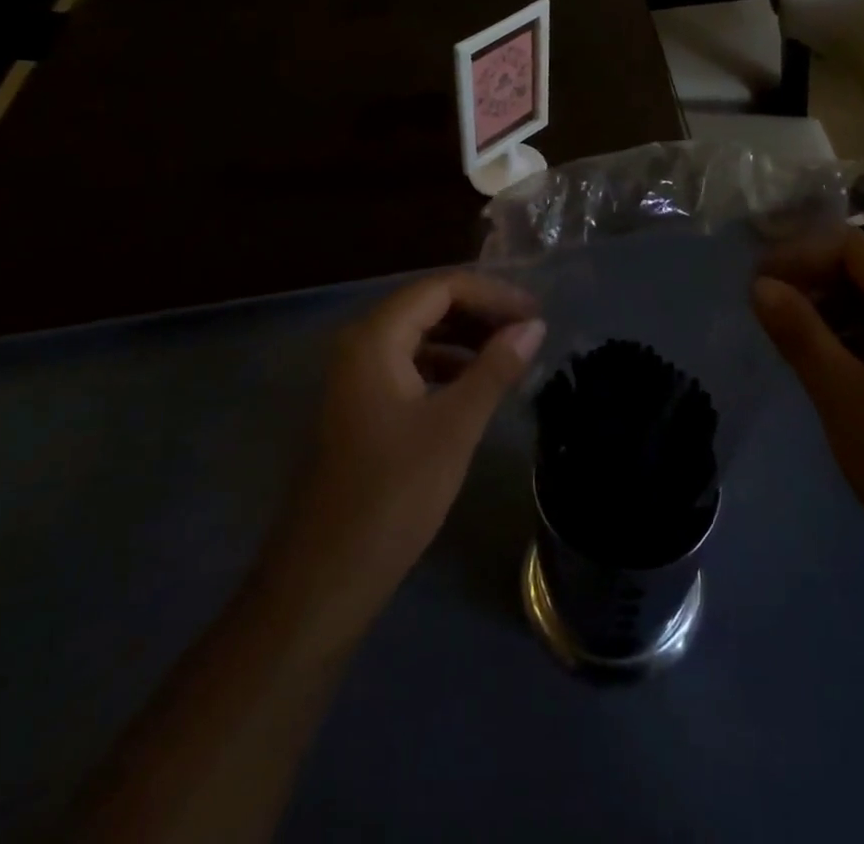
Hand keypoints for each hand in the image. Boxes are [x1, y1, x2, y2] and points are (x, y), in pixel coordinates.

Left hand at [263, 272, 545, 632]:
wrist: (328, 574)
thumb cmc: (394, 492)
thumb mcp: (455, 425)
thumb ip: (496, 368)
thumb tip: (534, 326)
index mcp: (375, 338)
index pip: (441, 288)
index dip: (492, 294)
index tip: (536, 313)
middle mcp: (360, 345)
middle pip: (428, 305)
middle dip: (481, 312)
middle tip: (529, 331)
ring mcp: (357, 376)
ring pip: (420, 335)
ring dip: (466, 338)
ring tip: (512, 355)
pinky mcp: (362, 405)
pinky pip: (410, 364)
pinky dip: (447, 365)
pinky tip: (477, 385)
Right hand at [752, 229, 863, 564]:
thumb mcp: (839, 391)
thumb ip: (797, 328)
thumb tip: (758, 283)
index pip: (853, 246)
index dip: (800, 254)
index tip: (756, 280)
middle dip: (812, 279)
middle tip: (764, 304)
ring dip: (829, 308)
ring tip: (786, 332)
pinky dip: (852, 334)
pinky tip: (822, 357)